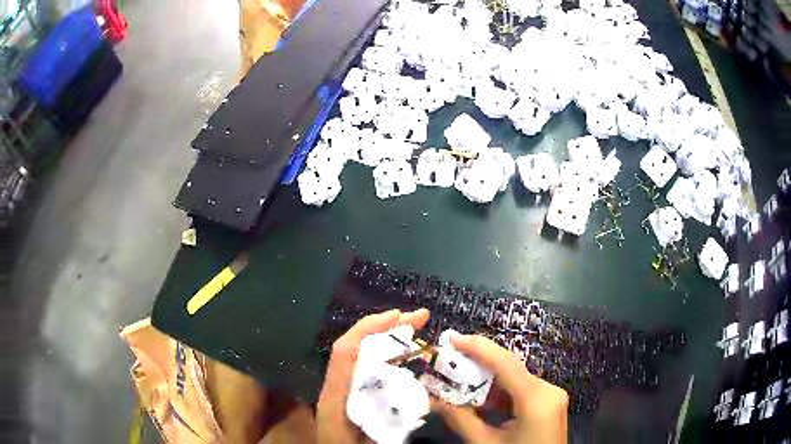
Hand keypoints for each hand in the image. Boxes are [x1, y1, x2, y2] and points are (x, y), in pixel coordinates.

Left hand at [316, 308, 429, 443]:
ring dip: (388, 340)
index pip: (345, 351)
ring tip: (415, 330)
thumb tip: (423, 403)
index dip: (368, 328)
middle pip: (356, 347)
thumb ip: (389, 424)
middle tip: (420, 317)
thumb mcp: (369, 441)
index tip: (399, 316)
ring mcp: (344, 389)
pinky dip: (387, 358)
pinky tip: (406, 358)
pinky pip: (369, 370)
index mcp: (335, 394)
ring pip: (363, 356)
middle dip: (385, 327)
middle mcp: (338, 385)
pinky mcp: (352, 396)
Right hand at [434, 335, 567, 443]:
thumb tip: (431, 399)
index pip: (505, 363)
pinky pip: (522, 391)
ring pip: (515, 380)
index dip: (478, 347)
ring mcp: (553, 396)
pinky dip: (501, 394)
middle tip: (449, 366)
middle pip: (510, 369)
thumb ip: (460, 419)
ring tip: (460, 387)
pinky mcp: (550, 403)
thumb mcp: (485, 443)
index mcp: (536, 399)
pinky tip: (483, 403)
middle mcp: (549, 390)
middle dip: (478, 367)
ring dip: (488, 383)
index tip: (452, 338)